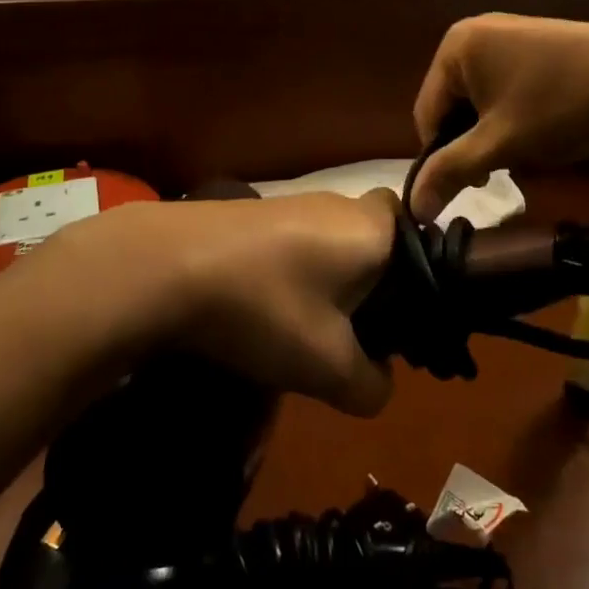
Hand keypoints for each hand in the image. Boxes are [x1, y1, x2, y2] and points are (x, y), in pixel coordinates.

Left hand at [55, 191, 398, 416]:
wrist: (167, 265)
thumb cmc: (267, 307)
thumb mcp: (329, 367)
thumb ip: (372, 384)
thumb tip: (380, 383)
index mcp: (373, 229)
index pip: (422, 232)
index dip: (420, 275)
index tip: (404, 320)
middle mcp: (340, 204)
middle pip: (376, 243)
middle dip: (374, 289)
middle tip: (360, 337)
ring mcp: (294, 203)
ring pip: (334, 246)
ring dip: (331, 286)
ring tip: (308, 333)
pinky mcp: (257, 214)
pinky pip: (298, 245)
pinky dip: (295, 277)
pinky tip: (268, 311)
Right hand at [411, 15, 588, 219]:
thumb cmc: (562, 107)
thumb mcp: (501, 145)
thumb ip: (451, 172)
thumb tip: (412, 207)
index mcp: (455, 46)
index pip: (427, 114)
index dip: (442, 157)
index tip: (475, 184)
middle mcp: (476, 31)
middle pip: (455, 104)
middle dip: (474, 143)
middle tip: (504, 171)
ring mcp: (510, 32)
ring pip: (484, 98)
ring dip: (496, 132)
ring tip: (527, 153)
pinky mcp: (539, 41)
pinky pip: (509, 84)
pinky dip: (517, 113)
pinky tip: (544, 129)